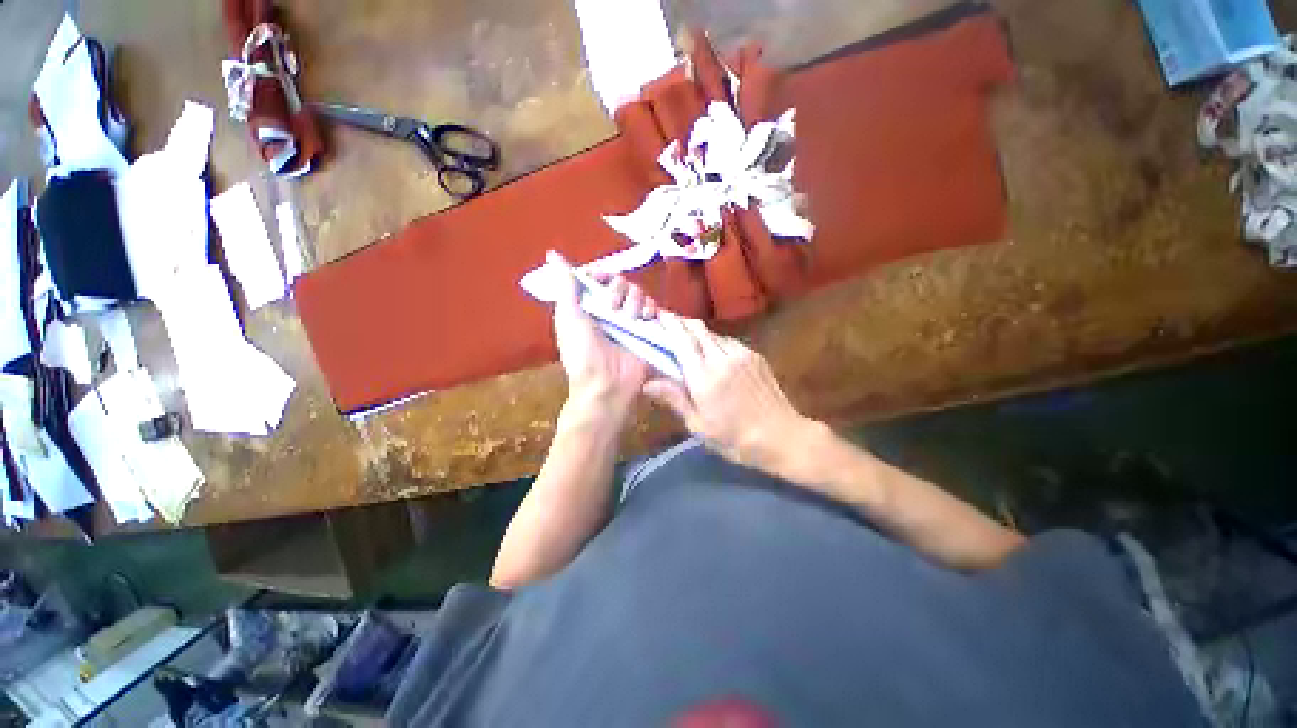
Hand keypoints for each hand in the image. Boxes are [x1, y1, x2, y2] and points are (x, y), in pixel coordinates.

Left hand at [549, 252, 658, 417]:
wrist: (606, 383)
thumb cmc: (582, 352)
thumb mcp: (568, 317)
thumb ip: (566, 286)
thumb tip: (553, 256)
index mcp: (589, 307)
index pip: (598, 279)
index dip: (600, 274)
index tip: (598, 277)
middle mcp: (610, 312)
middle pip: (620, 282)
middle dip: (617, 289)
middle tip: (612, 307)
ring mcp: (630, 321)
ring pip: (637, 293)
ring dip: (634, 299)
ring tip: (630, 317)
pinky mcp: (647, 330)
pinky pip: (653, 308)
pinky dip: (650, 308)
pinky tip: (644, 318)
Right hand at [644, 313, 816, 471]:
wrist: (783, 437)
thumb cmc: (735, 439)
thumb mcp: (699, 425)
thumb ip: (674, 399)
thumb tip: (647, 384)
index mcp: (704, 377)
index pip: (682, 340)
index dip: (669, 325)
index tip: (658, 316)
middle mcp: (722, 358)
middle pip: (698, 329)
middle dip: (681, 322)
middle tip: (668, 323)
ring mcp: (742, 354)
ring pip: (713, 334)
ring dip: (698, 332)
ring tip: (688, 338)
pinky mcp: (755, 357)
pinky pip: (729, 342)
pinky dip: (715, 341)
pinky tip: (713, 352)